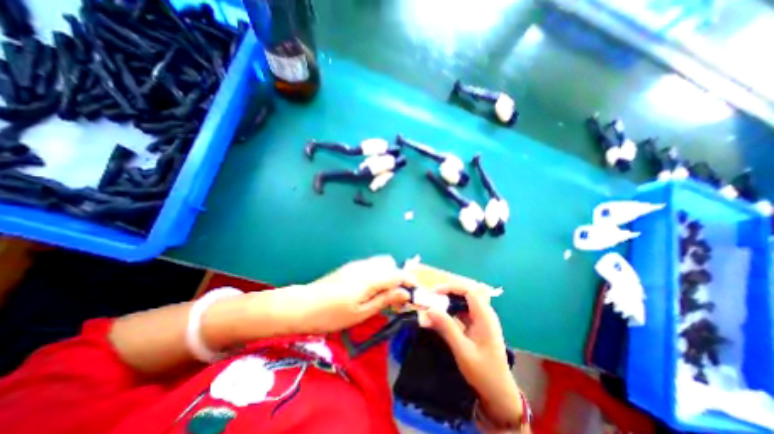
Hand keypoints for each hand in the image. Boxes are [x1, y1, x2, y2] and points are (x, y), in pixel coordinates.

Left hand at [275, 255, 414, 335]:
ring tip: (384, 293)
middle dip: (397, 276)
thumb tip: (405, 293)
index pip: (398, 274)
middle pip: (390, 263)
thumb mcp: (361, 313)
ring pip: (380, 262)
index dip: (410, 281)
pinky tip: (370, 289)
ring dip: (387, 274)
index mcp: (370, 278)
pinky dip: (377, 274)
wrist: (303, 305)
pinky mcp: (350, 267)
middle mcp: (365, 266)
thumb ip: (384, 299)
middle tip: (396, 295)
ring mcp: (356, 265)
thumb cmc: (332, 315)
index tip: (415, 293)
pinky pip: (370, 265)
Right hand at [422, 286, 521, 427]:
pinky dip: (451, 312)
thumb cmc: (483, 372)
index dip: (451, 288)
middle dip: (447, 294)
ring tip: (433, 306)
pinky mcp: (478, 327)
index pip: (468, 291)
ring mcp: (482, 320)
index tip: (434, 293)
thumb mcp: (462, 350)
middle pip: (465, 294)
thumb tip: (429, 309)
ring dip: (448, 302)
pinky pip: (463, 313)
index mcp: (484, 316)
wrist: (499, 394)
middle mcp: (484, 314)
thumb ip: (446, 327)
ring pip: (464, 303)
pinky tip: (442, 318)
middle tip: (431, 299)